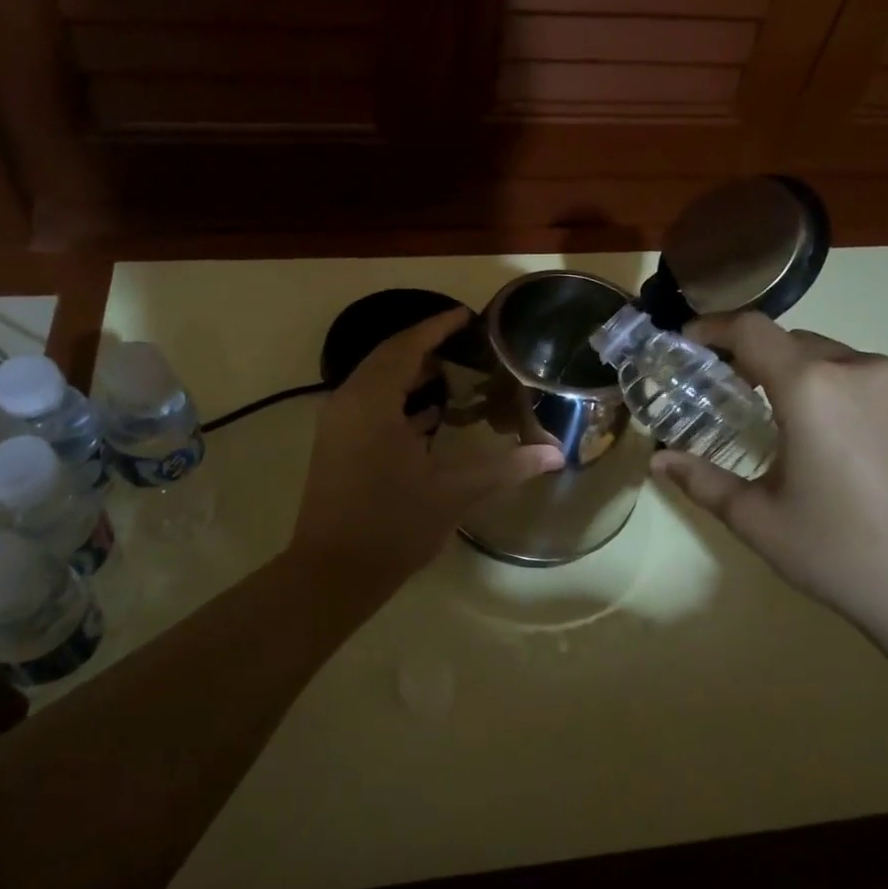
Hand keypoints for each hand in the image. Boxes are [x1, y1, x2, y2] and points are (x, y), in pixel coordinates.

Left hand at [289, 307, 563, 591]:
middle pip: (387, 358)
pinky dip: (397, 400)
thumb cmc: (393, 525)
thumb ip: (506, 468)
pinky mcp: (335, 446)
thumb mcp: (454, 493)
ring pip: (375, 382)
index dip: (437, 327)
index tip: (466, 316)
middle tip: (466, 346)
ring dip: (410, 374)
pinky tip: (429, 416)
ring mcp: (337, 425)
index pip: (406, 346)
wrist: (333, 572)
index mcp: (372, 402)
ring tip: (454, 375)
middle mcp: (348, 403)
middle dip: (425, 347)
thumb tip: (554, 455)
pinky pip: (368, 405)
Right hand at [653, 315, 887, 630]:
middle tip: (747, 403)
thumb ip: (702, 481)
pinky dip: (868, 410)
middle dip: (766, 364)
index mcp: (812, 387)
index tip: (693, 342)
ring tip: (816, 440)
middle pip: (802, 345)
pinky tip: (872, 462)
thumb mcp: (757, 521)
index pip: (753, 330)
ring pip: (852, 369)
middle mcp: (868, 371)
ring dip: (821, 387)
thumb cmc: (842, 554)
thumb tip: (659, 460)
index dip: (715, 328)